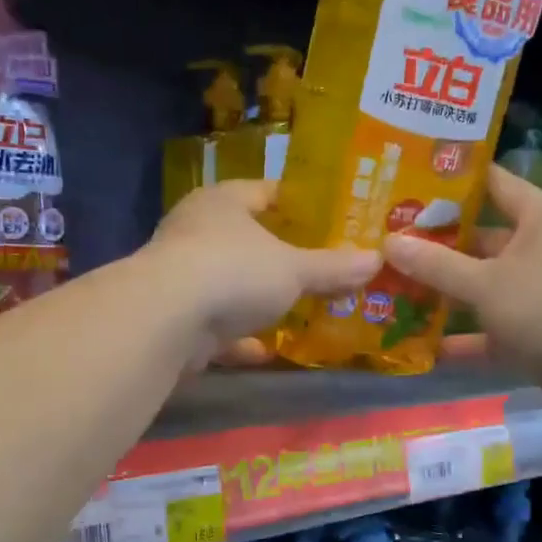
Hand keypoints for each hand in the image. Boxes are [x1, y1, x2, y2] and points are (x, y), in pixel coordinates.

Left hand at [145, 181, 380, 357]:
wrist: (165, 321)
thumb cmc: (234, 272)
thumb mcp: (294, 269)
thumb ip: (333, 267)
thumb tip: (376, 259)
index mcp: (223, 202)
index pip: (265, 190)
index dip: (297, 203)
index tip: (329, 218)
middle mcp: (196, 231)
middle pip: (246, 239)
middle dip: (281, 256)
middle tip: (321, 267)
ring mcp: (182, 275)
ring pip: (229, 284)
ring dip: (258, 299)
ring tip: (299, 309)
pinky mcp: (174, 316)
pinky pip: (215, 325)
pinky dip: (238, 338)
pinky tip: (265, 350)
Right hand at [382, 166, 541, 412]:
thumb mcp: (486, 282)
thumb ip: (436, 265)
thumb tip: (389, 242)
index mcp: (538, 221)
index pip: (494, 184)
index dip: (456, 181)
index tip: (412, 179)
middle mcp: (539, 251)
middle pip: (481, 241)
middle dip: (437, 246)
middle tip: (388, 243)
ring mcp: (538, 295)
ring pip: (483, 289)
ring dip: (445, 295)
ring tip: (394, 292)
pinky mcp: (536, 334)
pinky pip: (491, 332)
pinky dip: (463, 340)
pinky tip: (422, 347)